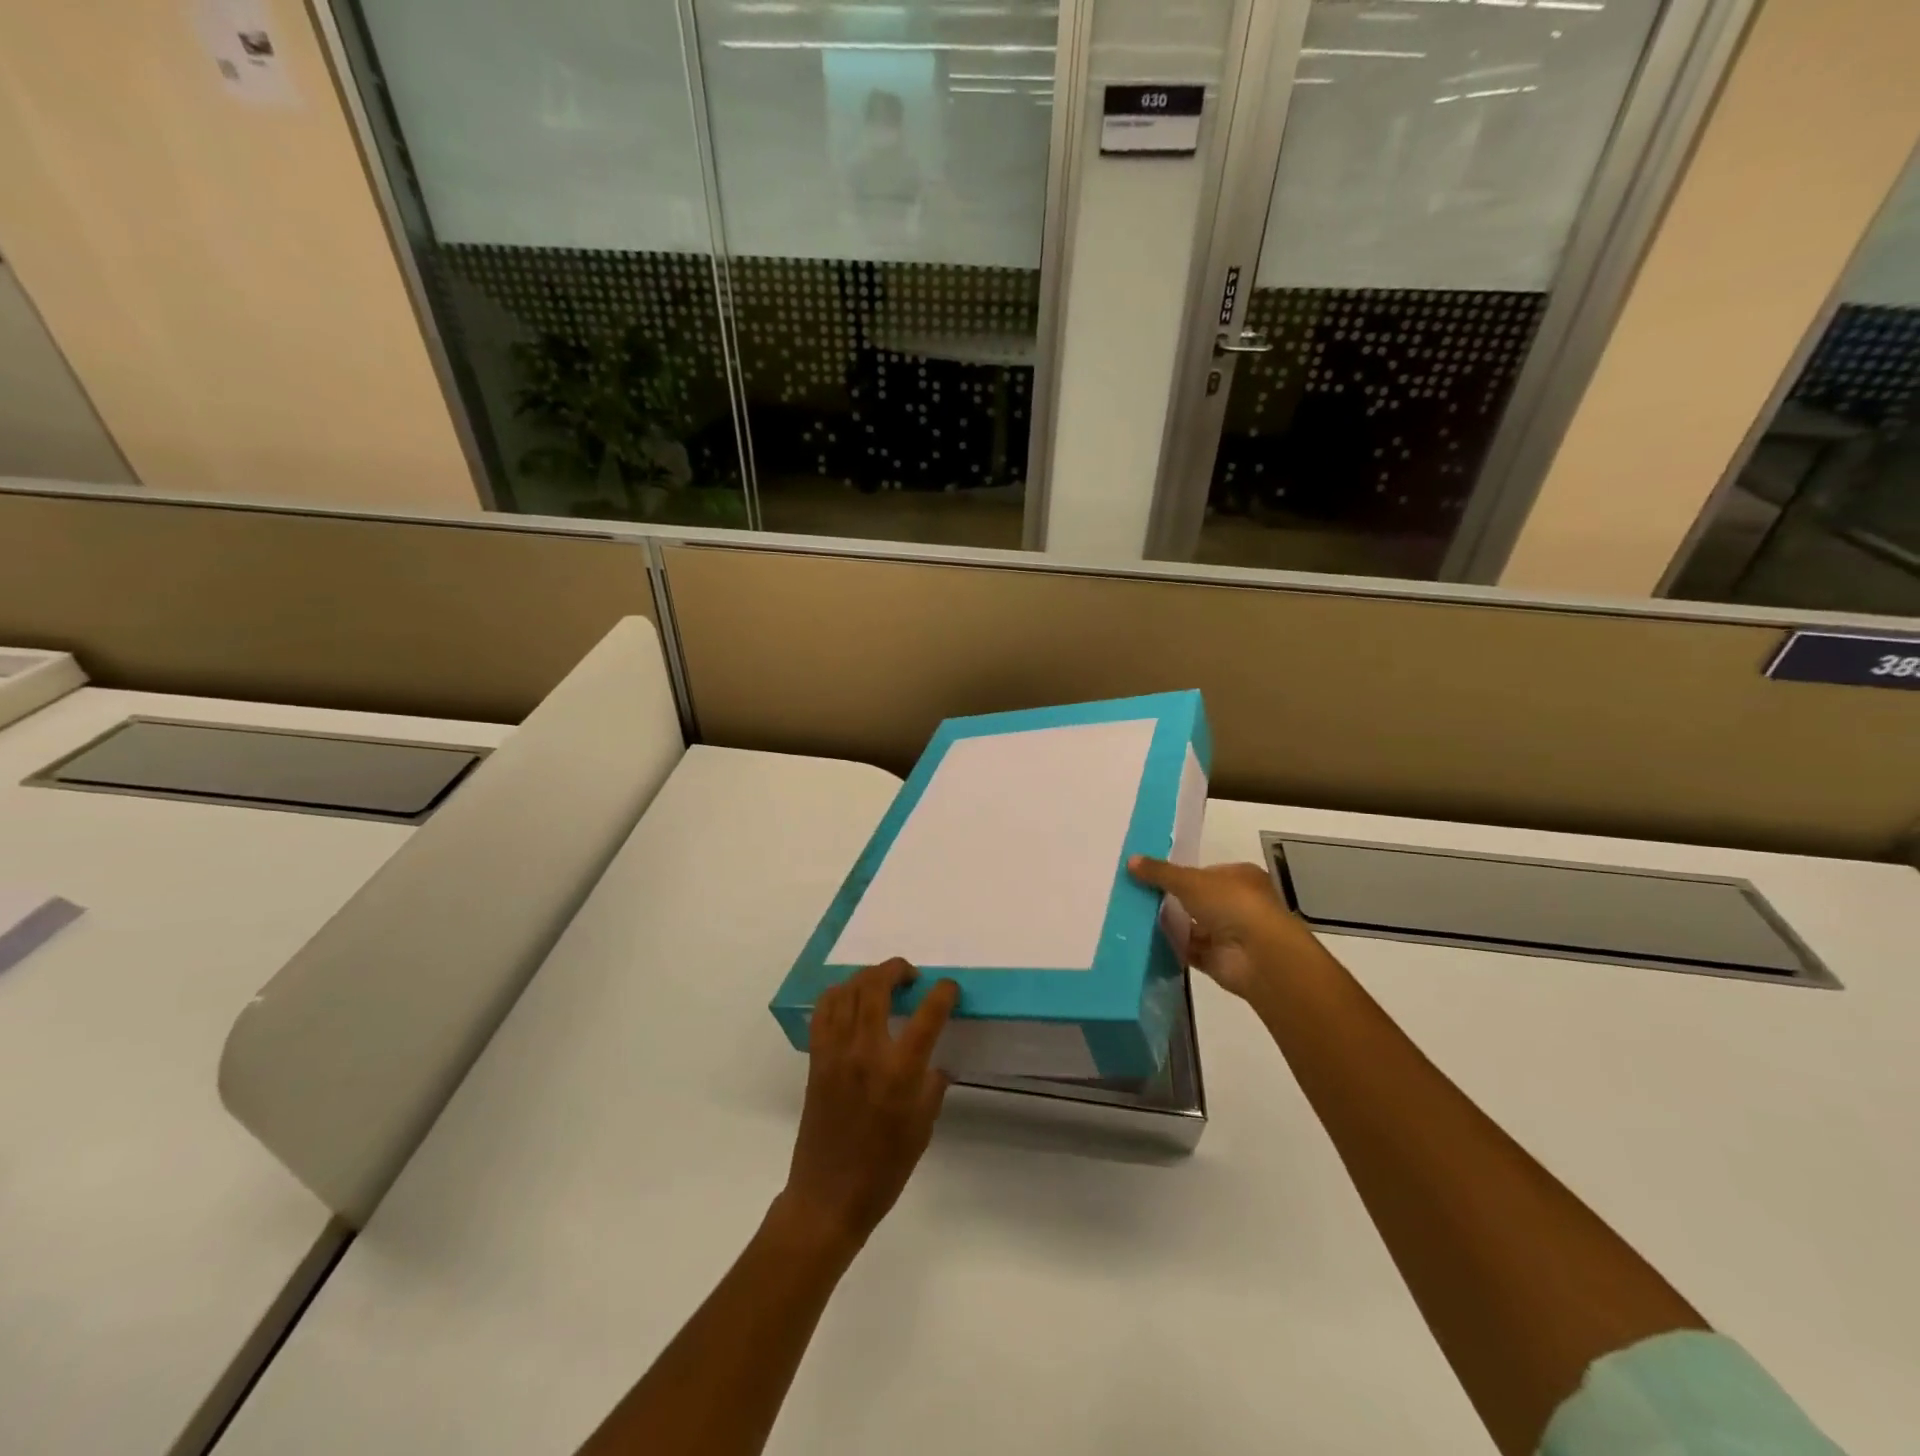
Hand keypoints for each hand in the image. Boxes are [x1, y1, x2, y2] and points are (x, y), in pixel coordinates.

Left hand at [776, 959, 959, 1253]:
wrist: (828, 1197)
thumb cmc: (884, 1169)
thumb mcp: (922, 1129)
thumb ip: (931, 1086)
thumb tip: (935, 1062)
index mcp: (899, 1072)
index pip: (926, 1016)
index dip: (942, 993)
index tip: (950, 987)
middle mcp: (865, 1052)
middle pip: (876, 987)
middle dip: (896, 970)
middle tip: (910, 975)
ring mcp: (835, 1052)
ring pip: (847, 991)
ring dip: (867, 977)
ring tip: (882, 983)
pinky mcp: (816, 1059)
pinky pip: (823, 1012)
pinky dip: (838, 995)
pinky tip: (851, 1000)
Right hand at [1128, 856, 1320, 1001]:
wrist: (1258, 956)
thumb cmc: (1231, 904)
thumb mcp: (1190, 880)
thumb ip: (1160, 872)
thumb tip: (1130, 860)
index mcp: (1241, 877)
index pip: (1206, 872)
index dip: (1180, 874)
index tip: (1151, 876)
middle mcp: (1238, 904)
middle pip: (1198, 900)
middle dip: (1172, 899)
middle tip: (1138, 895)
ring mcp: (1230, 934)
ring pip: (1193, 926)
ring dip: (1171, 923)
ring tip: (1135, 916)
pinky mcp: (1220, 960)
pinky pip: (1190, 950)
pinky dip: (1173, 946)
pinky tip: (1147, 940)